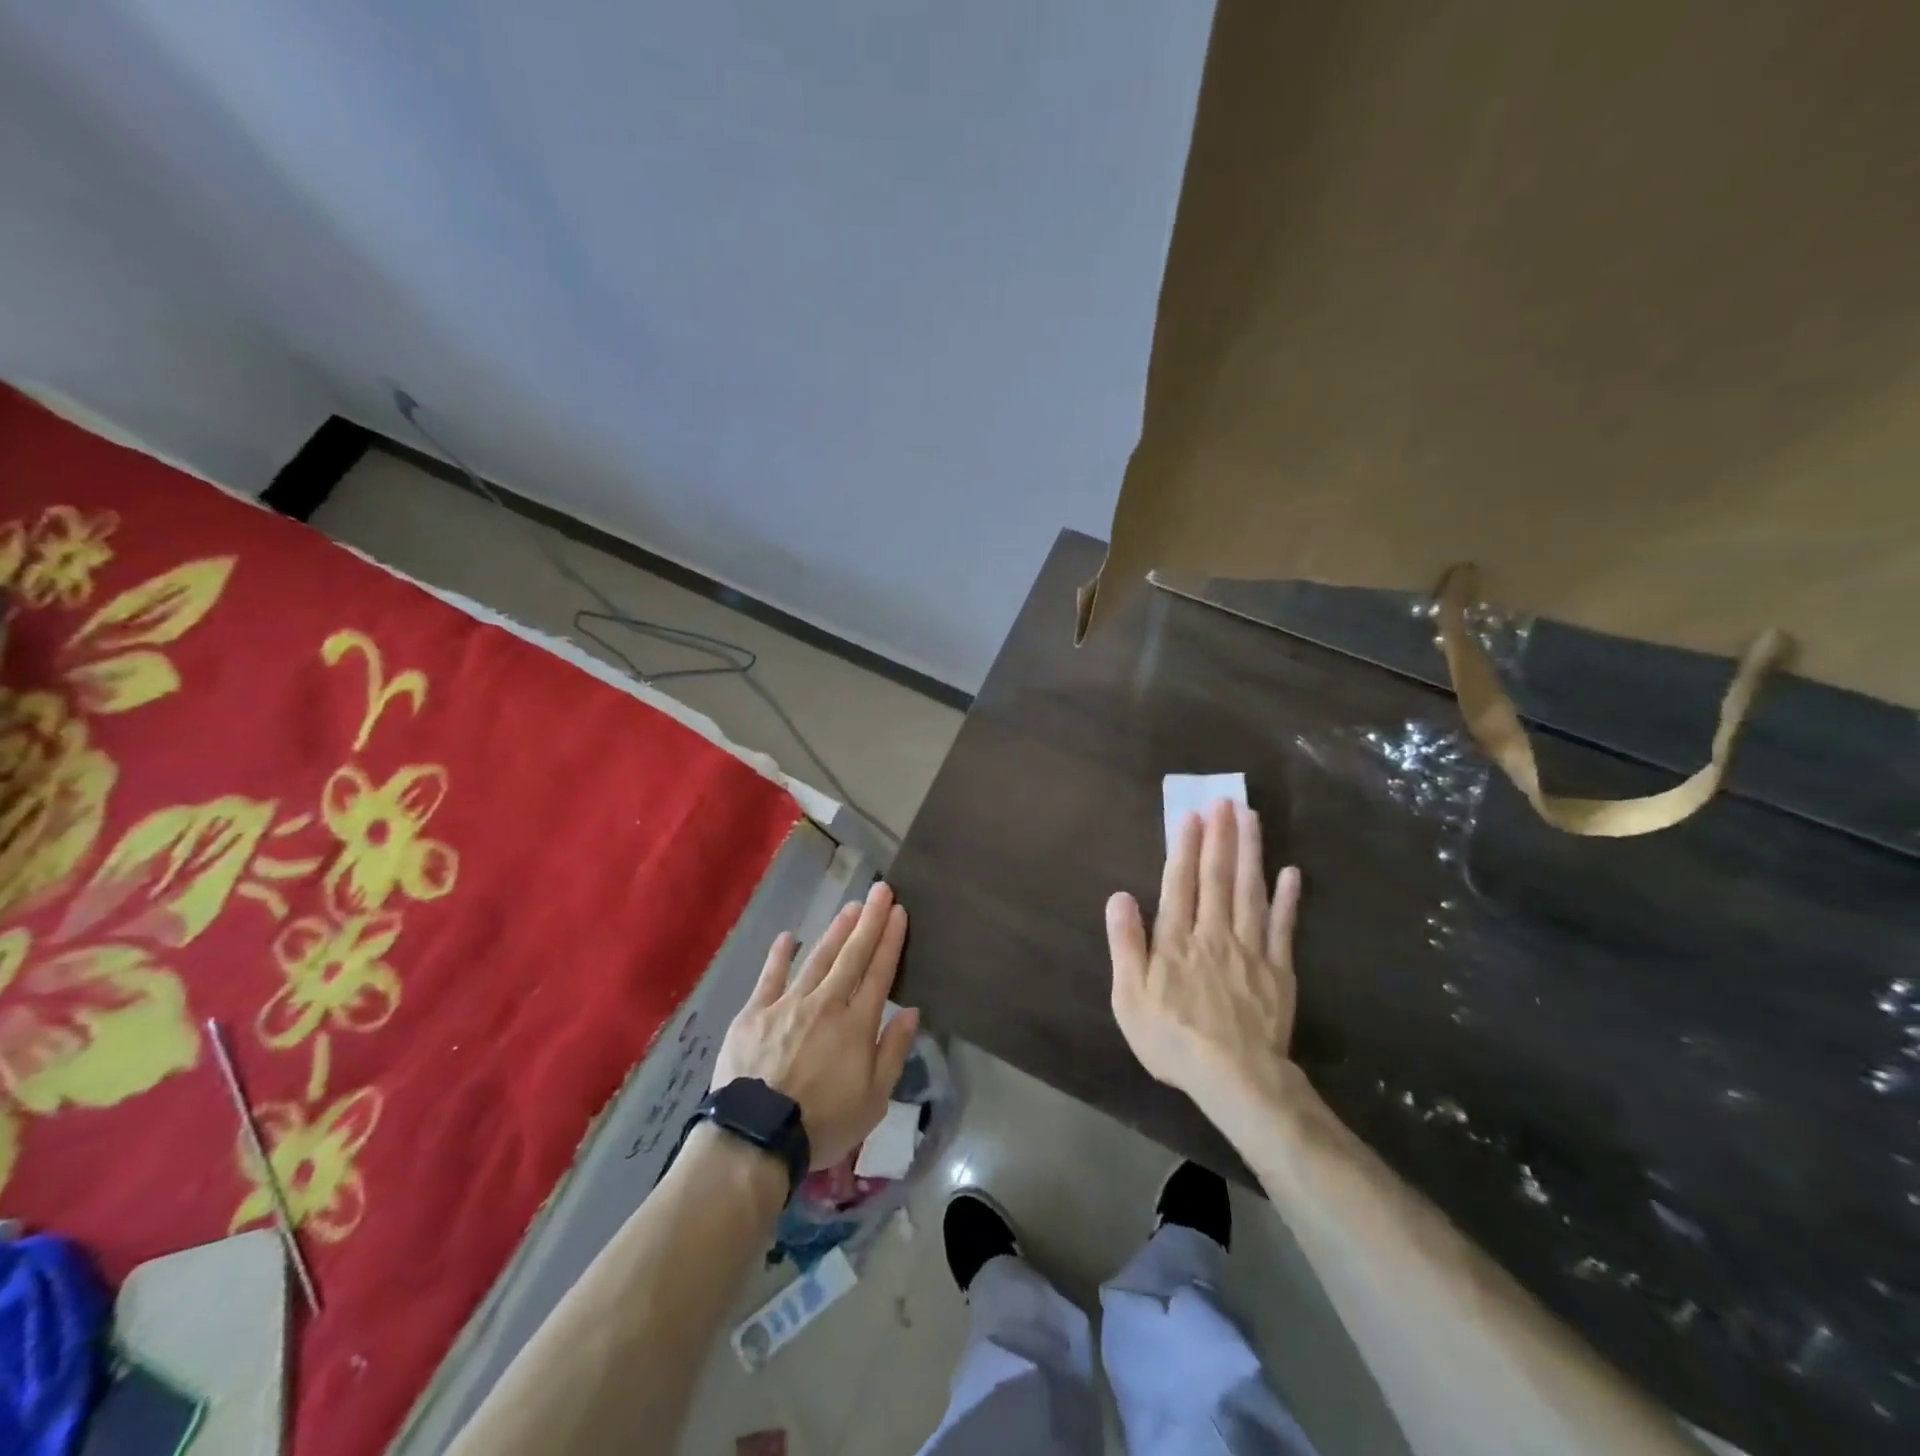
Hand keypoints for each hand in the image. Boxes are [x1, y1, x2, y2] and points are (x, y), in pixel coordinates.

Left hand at [714, 881, 920, 1168]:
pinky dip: (780, 956)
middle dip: (869, 921)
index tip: (899, 912)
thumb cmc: (822, 1123)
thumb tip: (911, 1011)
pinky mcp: (754, 1013)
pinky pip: (770, 977)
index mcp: (856, 1025)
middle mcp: (825, 1004)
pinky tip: (788, 937)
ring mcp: (787, 1004)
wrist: (755, 1137)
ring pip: (817, 958)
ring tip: (850, 907)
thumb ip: (893, 1051)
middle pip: (852, 955)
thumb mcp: (874, 1100)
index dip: (890, 940)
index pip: (879, 973)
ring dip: (836, 931)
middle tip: (881, 890)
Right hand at [1106, 799, 1302, 1109]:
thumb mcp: (1129, 997)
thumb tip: (1119, 896)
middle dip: (1221, 836)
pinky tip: (1291, 873)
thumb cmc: (1172, 1039)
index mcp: (1176, 939)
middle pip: (1217, 877)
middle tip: (1226, 801)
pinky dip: (1287, 899)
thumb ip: (1125, 944)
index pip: (1180, 883)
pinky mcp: (1278, 969)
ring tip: (1252, 818)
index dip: (1185, 847)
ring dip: (1250, 852)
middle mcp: (1213, 933)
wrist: (1234, 1078)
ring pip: (1250, 891)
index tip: (1192, 815)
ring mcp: (1250, 949)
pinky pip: (1282, 927)